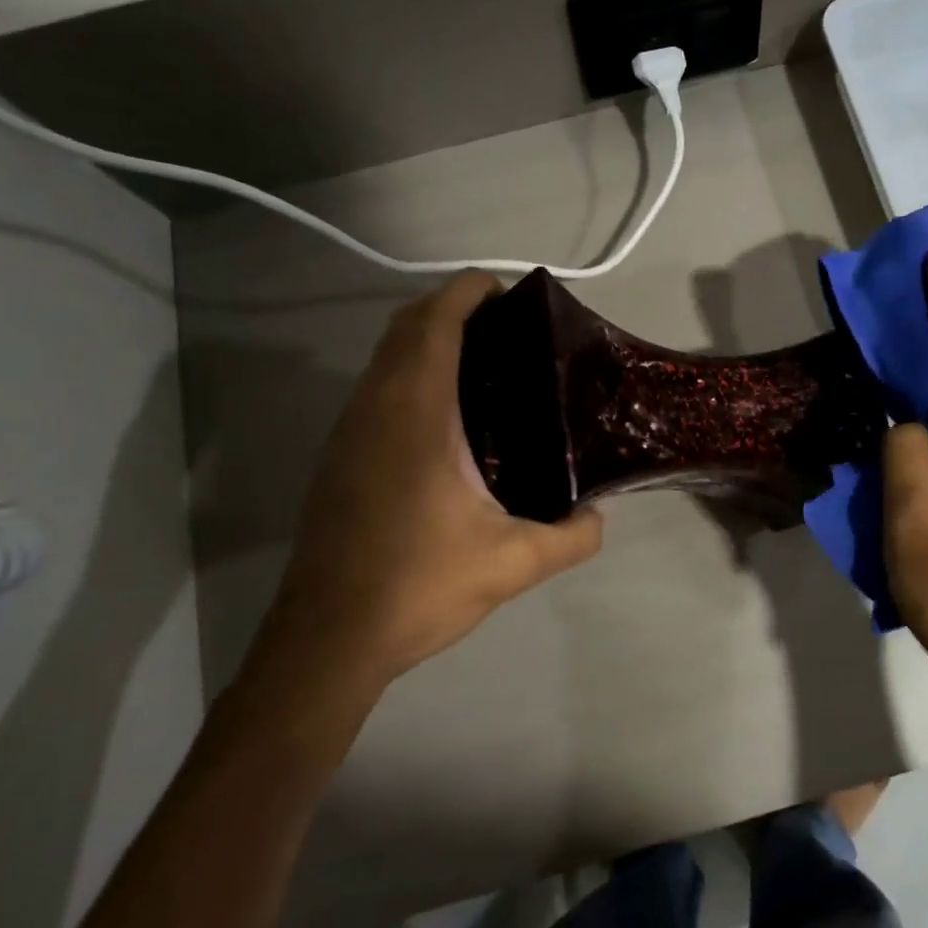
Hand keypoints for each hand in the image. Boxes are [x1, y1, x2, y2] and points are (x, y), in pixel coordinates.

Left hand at [243, 273, 602, 742]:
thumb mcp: (512, 564)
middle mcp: (376, 407)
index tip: (505, 289)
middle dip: (449, 307)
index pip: (435, 322)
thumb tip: (599, 518)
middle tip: (506, 326)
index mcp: (417, 413)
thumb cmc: (418, 585)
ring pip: (385, 357)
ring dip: (424, 339)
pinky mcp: (339, 456)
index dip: (466, 291)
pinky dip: (408, 372)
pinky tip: (445, 416)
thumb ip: (570, 537)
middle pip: (405, 326)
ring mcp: (349, 430)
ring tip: (482, 363)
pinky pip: (375, 387)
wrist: (328, 638)